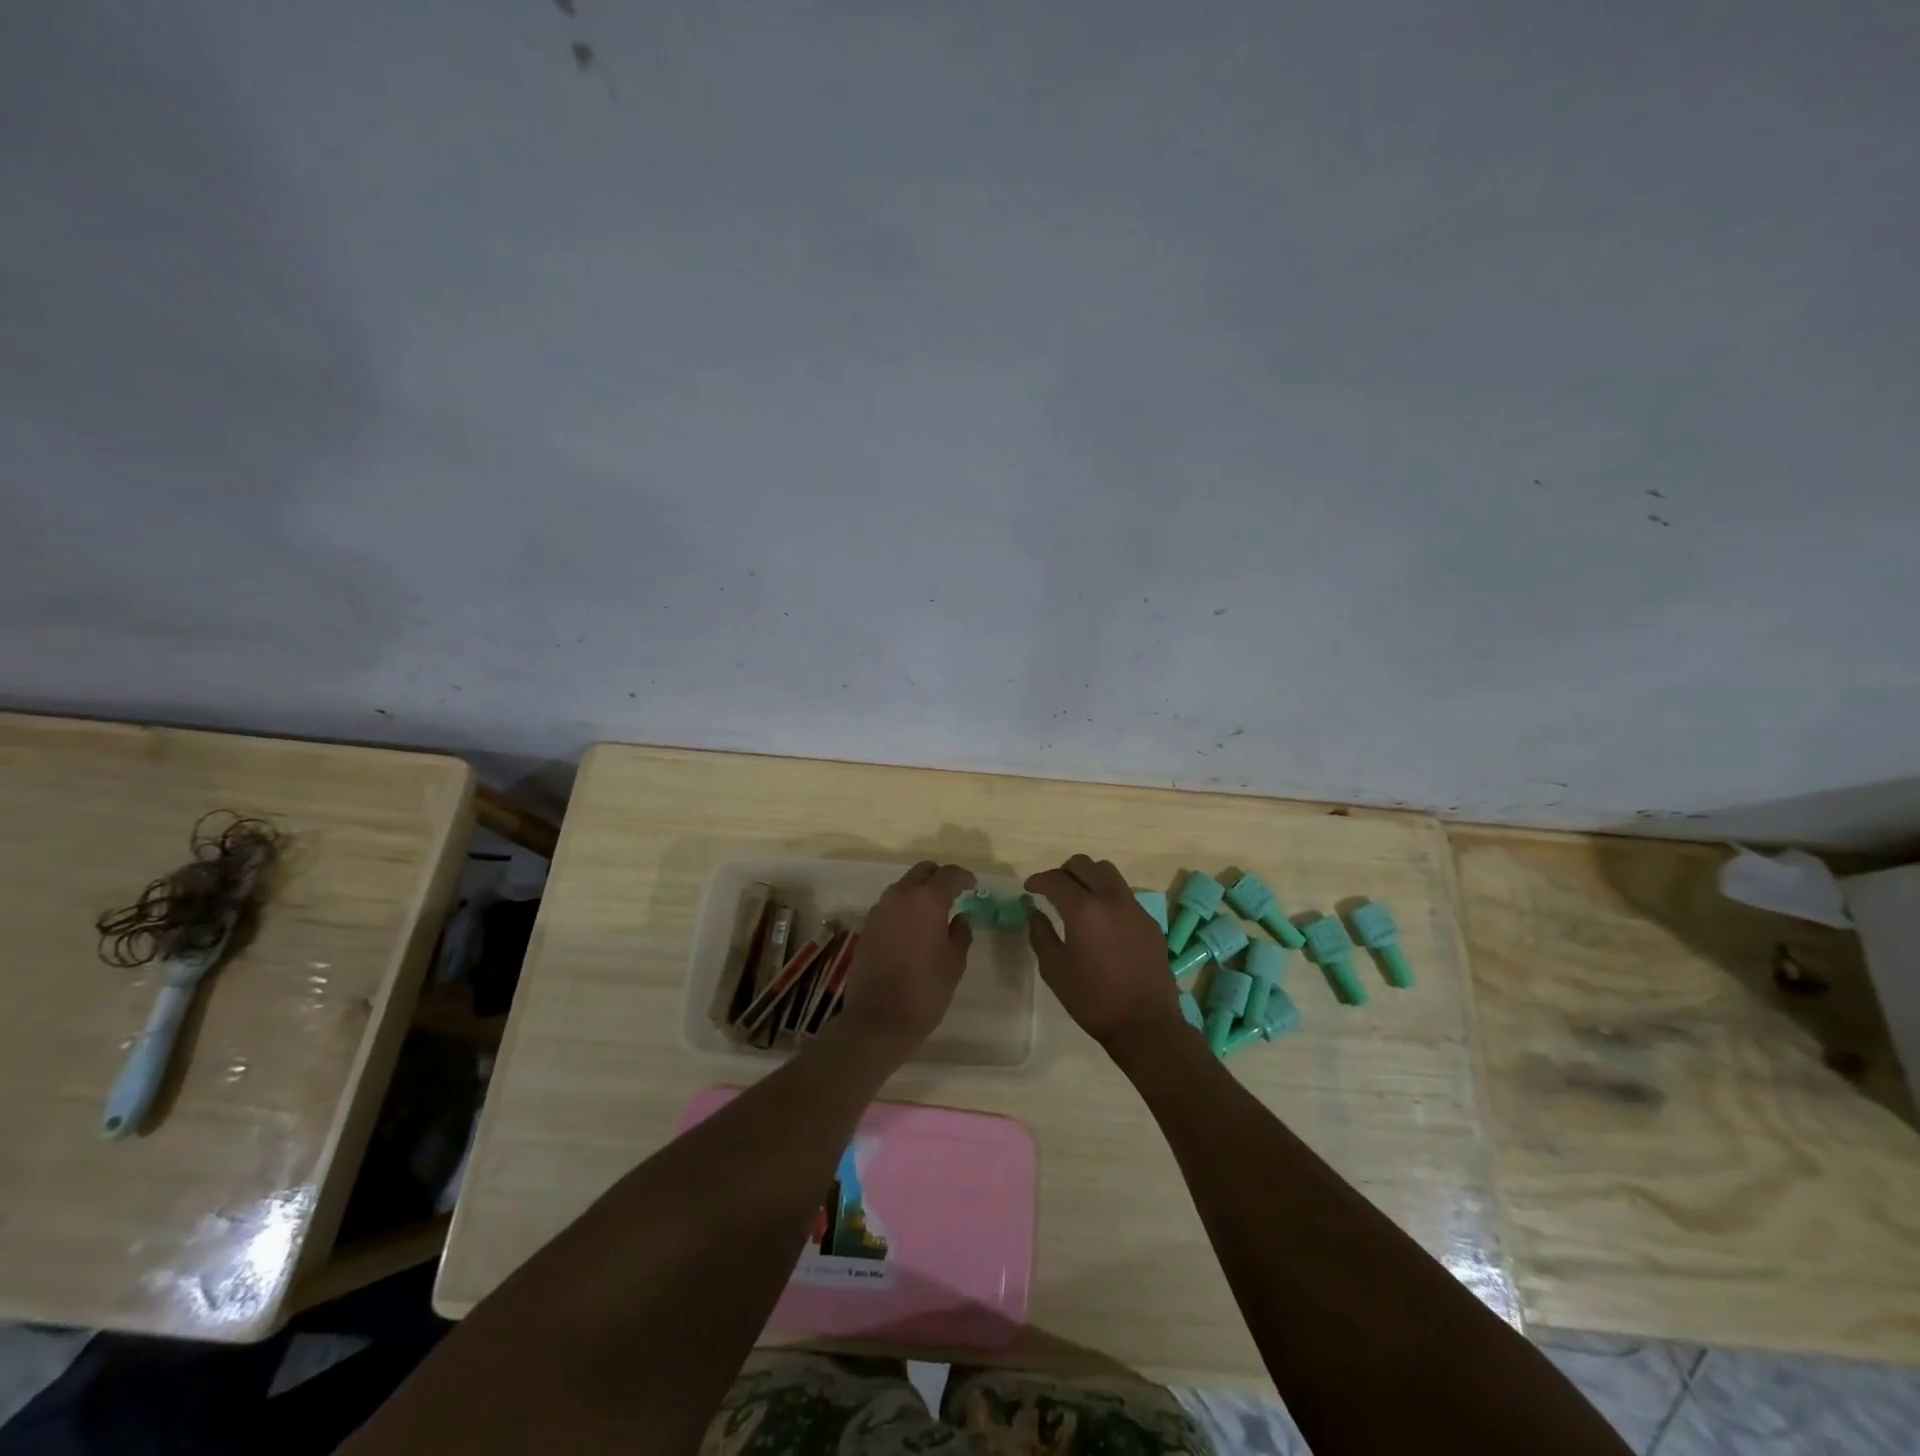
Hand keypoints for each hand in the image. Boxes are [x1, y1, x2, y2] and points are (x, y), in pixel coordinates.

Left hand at [839, 861, 975, 1055]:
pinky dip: (904, 907)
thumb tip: (960, 918)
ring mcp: (880, 909)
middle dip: (939, 877)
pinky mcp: (867, 925)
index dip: (964, 877)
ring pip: (903, 886)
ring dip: (919, 891)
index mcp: (927, 900)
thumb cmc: (925, 989)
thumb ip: (960, 933)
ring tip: (933, 913)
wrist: (878, 1018)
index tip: (973, 887)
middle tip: (953, 894)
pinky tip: (913, 928)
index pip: (949, 874)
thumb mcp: (954, 962)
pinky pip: (890, 905)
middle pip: (922, 871)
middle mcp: (900, 896)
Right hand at [1026, 854, 1182, 1055]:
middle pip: (1085, 864)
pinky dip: (1107, 896)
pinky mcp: (1150, 922)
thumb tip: (1032, 910)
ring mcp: (1134, 908)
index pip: (1056, 879)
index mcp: (1084, 909)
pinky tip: (1102, 921)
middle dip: (1064, 871)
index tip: (1029, 889)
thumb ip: (1040, 933)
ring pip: (1108, 874)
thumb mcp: (1054, 969)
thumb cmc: (1092, 999)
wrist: (1145, 1024)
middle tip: (1052, 890)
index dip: (1038, 880)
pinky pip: (1124, 895)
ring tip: (1078, 899)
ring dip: (1089, 878)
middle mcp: (1111, 899)